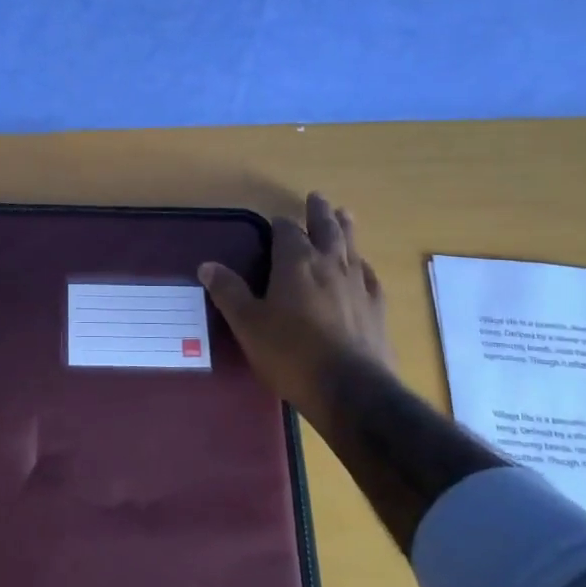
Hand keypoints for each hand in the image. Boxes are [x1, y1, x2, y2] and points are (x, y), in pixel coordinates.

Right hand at [199, 193, 394, 417]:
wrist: (350, 389)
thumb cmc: (290, 353)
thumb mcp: (248, 324)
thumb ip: (229, 292)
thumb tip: (207, 265)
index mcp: (296, 263)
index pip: (287, 230)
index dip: (280, 224)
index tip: (274, 221)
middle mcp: (329, 265)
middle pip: (326, 229)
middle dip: (318, 212)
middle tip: (317, 197)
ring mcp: (358, 285)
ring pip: (352, 246)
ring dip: (346, 228)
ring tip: (345, 214)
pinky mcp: (377, 308)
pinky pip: (369, 275)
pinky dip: (362, 265)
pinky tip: (362, 268)